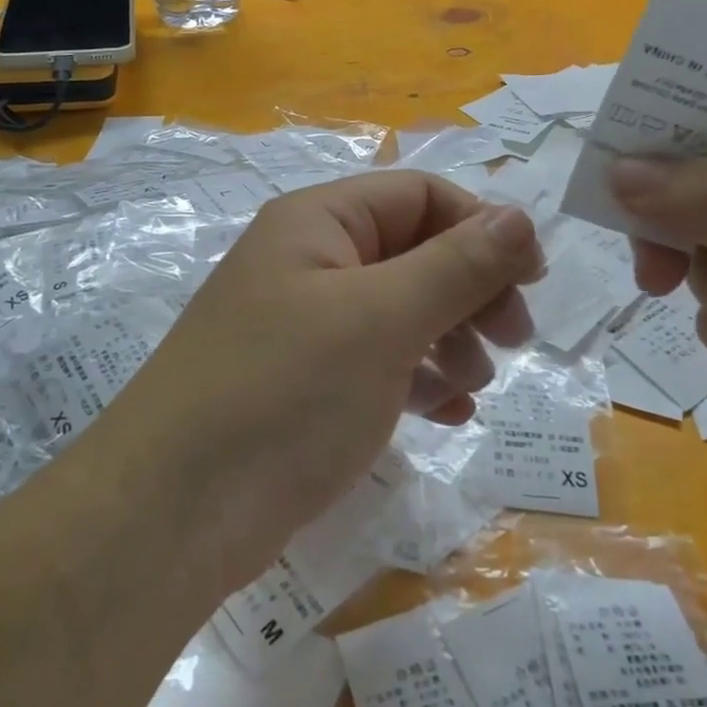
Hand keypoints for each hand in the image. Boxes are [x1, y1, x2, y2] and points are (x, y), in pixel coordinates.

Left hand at [107, 171, 540, 588]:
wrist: (174, 510)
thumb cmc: (285, 392)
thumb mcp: (381, 319)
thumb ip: (456, 264)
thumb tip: (519, 217)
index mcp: (318, 223)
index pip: (419, 195)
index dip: (481, 227)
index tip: (533, 280)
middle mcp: (309, 262)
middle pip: (413, 252)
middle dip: (470, 289)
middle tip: (513, 339)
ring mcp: (304, 325)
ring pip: (400, 310)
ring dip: (449, 338)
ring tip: (474, 385)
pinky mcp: (304, 383)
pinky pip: (378, 362)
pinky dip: (418, 378)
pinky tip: (448, 413)